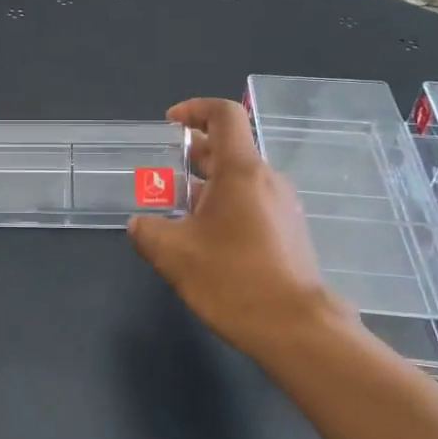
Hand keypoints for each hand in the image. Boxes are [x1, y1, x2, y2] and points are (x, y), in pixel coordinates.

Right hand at [128, 99, 349, 359]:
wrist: (297, 329)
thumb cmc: (234, 280)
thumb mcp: (173, 254)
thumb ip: (147, 230)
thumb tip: (140, 224)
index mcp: (241, 171)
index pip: (224, 115)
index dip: (194, 109)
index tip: (170, 125)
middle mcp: (267, 180)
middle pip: (229, 148)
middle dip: (193, 153)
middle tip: (162, 171)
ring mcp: (282, 207)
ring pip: (239, 179)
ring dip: (206, 185)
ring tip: (176, 209)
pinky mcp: (288, 233)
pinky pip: (251, 204)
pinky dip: (224, 206)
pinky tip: (203, 239)